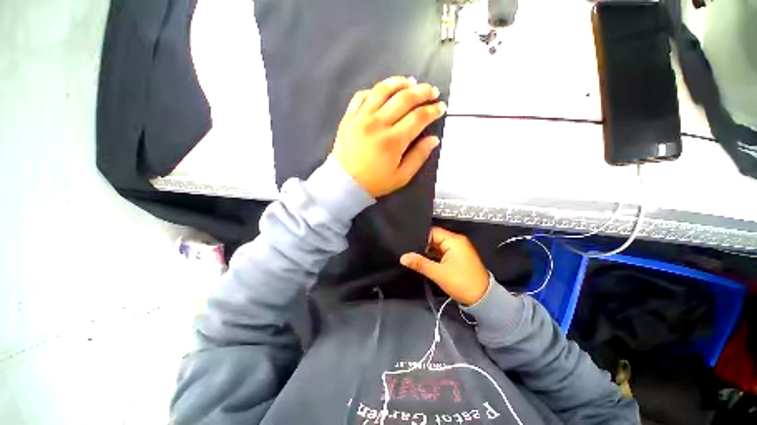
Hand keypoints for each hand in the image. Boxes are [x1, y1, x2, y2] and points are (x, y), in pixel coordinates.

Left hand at [332, 76, 446, 197]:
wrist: (344, 183)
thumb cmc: (374, 183)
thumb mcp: (401, 177)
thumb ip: (418, 157)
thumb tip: (434, 139)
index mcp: (393, 141)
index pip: (418, 117)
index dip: (433, 110)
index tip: (441, 107)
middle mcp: (378, 124)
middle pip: (404, 98)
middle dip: (422, 91)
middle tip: (432, 91)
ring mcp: (361, 118)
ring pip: (383, 90)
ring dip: (400, 83)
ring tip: (411, 83)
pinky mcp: (349, 117)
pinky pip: (362, 95)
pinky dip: (375, 90)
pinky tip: (383, 92)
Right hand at [400, 227, 489, 305]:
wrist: (482, 299)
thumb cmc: (461, 283)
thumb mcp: (438, 273)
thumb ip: (420, 263)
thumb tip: (403, 257)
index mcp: (454, 240)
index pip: (432, 232)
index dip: (420, 237)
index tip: (407, 242)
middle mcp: (456, 241)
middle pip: (434, 238)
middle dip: (422, 245)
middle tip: (407, 250)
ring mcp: (457, 249)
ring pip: (437, 246)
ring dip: (427, 251)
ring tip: (412, 254)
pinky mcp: (457, 257)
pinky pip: (442, 252)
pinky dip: (433, 256)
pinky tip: (423, 260)